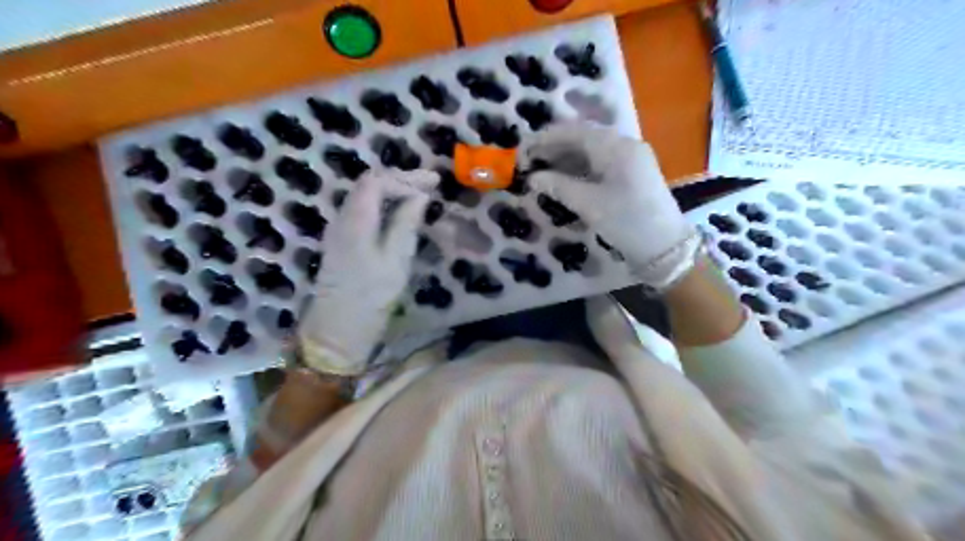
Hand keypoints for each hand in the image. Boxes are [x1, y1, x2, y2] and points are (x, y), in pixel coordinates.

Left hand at [298, 169, 439, 376]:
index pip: (377, 181)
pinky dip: (384, 204)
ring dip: (393, 190)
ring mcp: (339, 228)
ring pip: (365, 196)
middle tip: (430, 184)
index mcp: (355, 220)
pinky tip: (400, 212)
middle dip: (400, 180)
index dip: (405, 179)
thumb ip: (406, 223)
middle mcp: (342, 217)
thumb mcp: (396, 259)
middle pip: (369, 184)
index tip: (432, 185)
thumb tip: (419, 196)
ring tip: (420, 195)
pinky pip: (363, 210)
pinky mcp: (341, 240)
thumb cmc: (371, 295)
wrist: (338, 327)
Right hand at [520, 123, 702, 291]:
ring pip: (592, 152)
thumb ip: (558, 186)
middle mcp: (625, 146)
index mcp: (616, 147)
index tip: (523, 150)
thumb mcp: (589, 204)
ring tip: (542, 172)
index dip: (546, 139)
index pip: (574, 132)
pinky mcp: (632, 176)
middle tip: (530, 163)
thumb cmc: (627, 222)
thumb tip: (533, 178)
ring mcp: (631, 161)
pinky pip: (601, 164)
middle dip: (555, 148)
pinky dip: (580, 169)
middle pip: (583, 139)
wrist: (665, 248)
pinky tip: (565, 180)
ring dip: (566, 159)